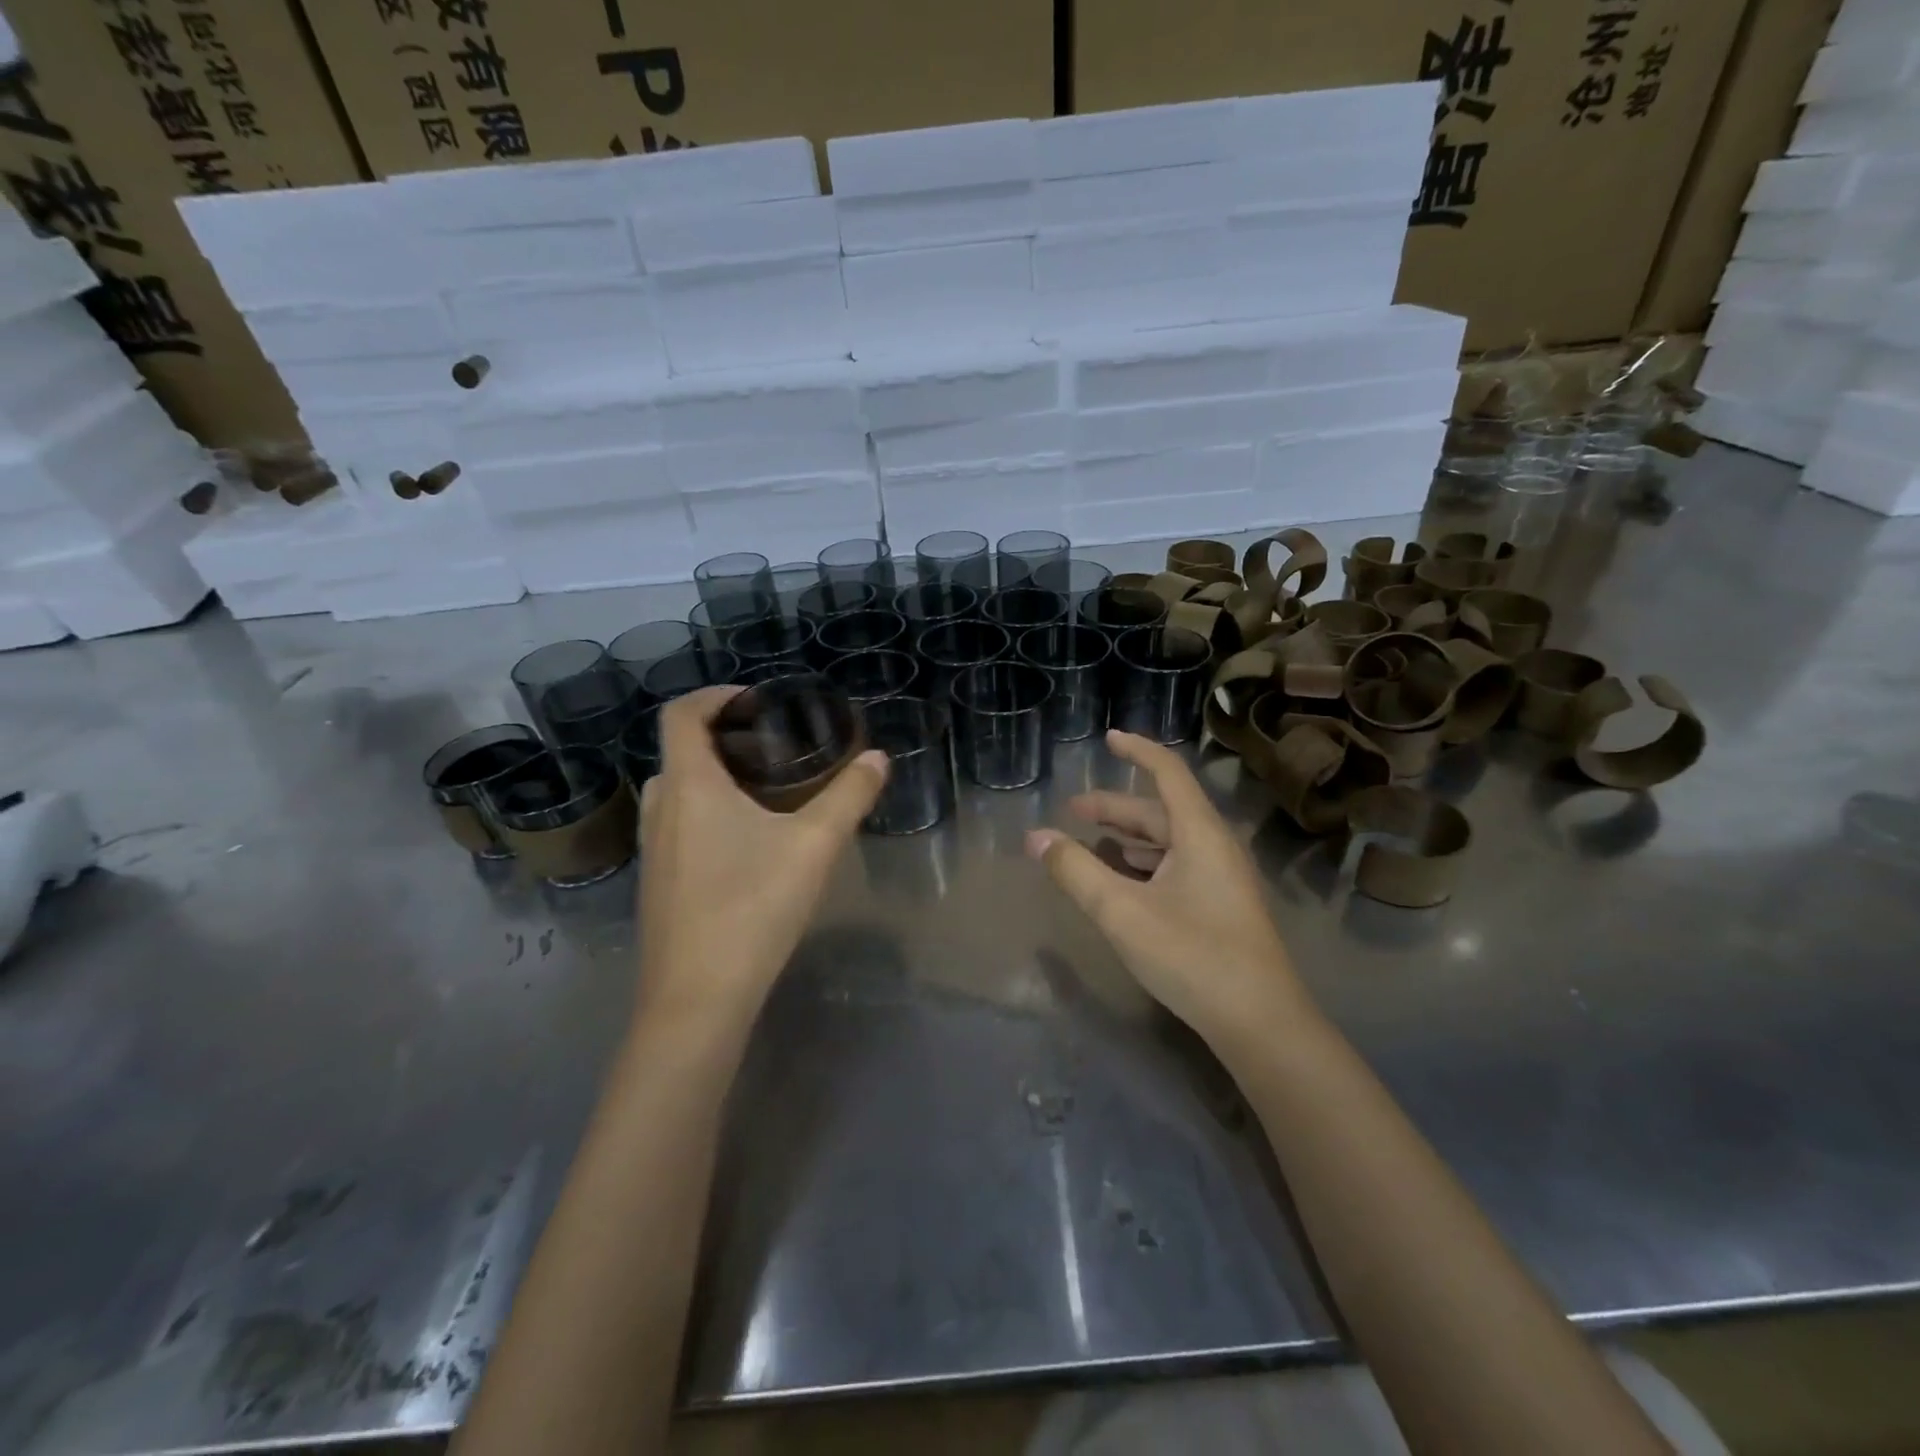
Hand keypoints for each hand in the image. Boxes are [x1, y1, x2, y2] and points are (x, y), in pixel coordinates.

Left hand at [636, 687, 886, 1033]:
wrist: (697, 1000)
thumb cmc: (752, 908)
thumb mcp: (814, 846)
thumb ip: (849, 796)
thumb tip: (877, 758)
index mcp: (689, 787)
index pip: (680, 715)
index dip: (713, 695)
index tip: (756, 701)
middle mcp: (660, 811)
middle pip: (678, 752)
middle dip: (719, 739)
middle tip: (769, 748)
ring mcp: (652, 852)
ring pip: (676, 793)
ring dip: (711, 779)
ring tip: (762, 792)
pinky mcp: (657, 886)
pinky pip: (676, 828)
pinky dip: (704, 814)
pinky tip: (746, 847)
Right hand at [1026, 730, 1308, 1052]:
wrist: (1261, 1023)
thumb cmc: (1192, 956)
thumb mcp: (1122, 912)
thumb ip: (1076, 871)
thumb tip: (1036, 837)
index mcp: (1199, 833)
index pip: (1167, 772)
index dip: (1137, 750)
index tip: (1108, 738)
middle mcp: (1215, 846)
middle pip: (1162, 810)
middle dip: (1116, 806)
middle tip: (1074, 809)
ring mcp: (1222, 878)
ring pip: (1170, 840)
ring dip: (1130, 836)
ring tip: (1092, 840)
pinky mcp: (1221, 905)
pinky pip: (1178, 865)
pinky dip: (1146, 862)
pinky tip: (1125, 878)